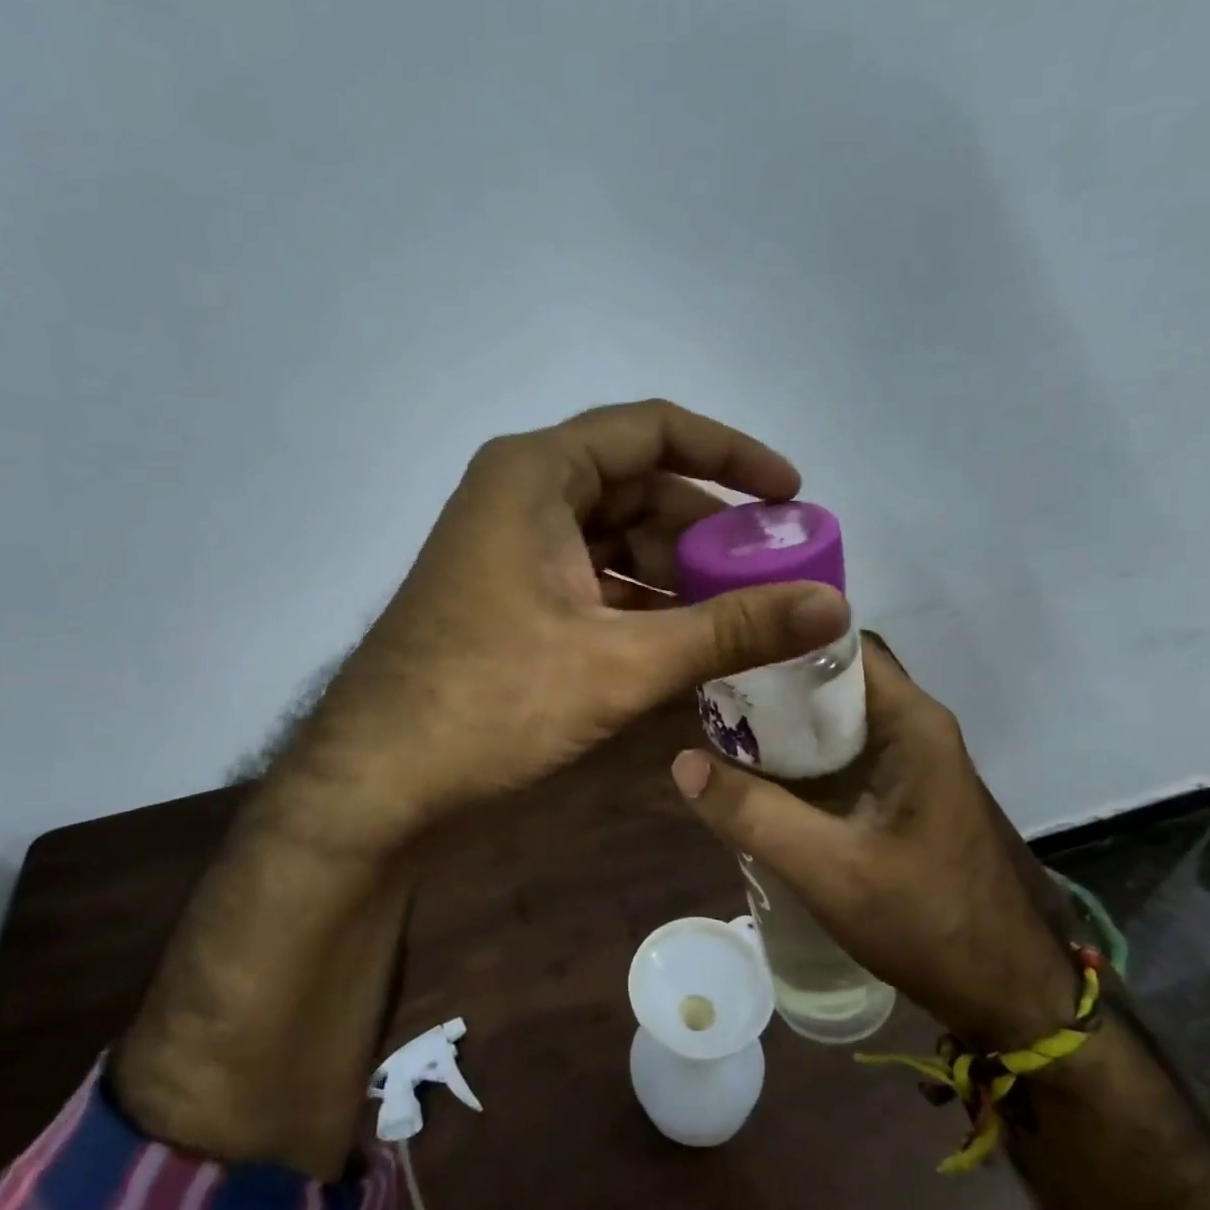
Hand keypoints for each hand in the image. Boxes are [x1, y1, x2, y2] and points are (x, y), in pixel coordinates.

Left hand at [308, 398, 851, 848]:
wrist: (376, 779)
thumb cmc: (491, 702)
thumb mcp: (622, 663)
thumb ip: (731, 630)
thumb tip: (834, 605)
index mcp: (537, 473)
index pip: (654, 430)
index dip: (731, 455)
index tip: (790, 494)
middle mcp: (521, 493)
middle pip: (639, 488)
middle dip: (707, 531)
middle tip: (771, 574)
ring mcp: (510, 547)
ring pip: (616, 539)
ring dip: (677, 573)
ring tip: (739, 616)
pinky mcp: (508, 595)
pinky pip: (592, 579)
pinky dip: (640, 603)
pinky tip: (683, 642)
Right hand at [670, 636, 1077, 1049]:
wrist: (1008, 993)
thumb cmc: (928, 923)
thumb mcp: (829, 870)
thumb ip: (753, 815)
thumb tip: (681, 763)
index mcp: (911, 723)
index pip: (840, 646)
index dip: (780, 642)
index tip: (723, 654)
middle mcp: (916, 727)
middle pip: (835, 679)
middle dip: (773, 685)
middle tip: (711, 700)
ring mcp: (913, 761)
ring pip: (838, 718)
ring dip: (786, 724)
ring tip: (723, 734)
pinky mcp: (905, 793)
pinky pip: (846, 754)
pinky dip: (804, 758)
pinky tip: (763, 780)